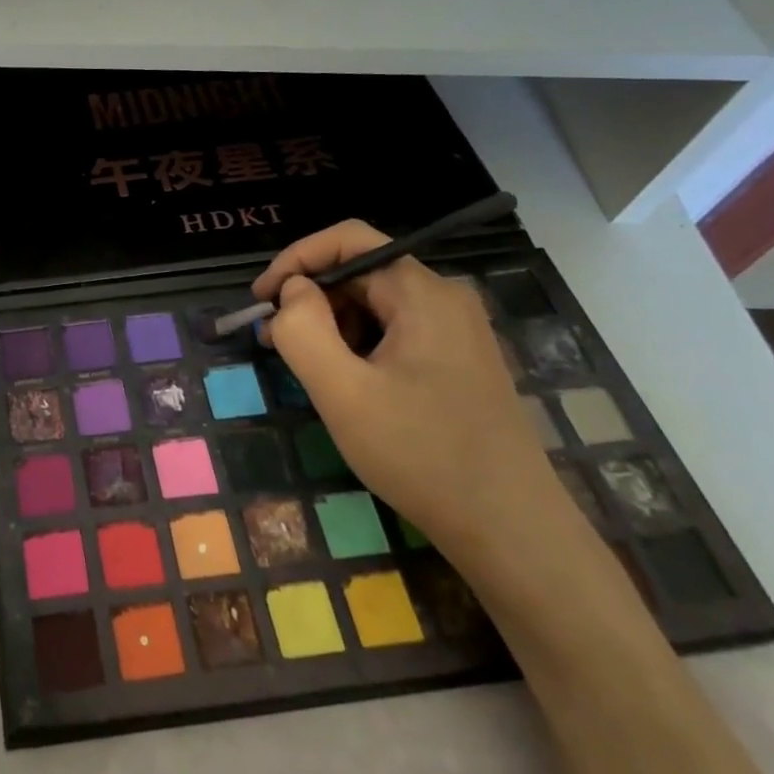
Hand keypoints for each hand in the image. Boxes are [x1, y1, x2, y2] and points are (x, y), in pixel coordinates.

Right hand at [254, 222, 578, 569]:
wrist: (513, 532)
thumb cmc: (422, 455)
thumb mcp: (343, 393)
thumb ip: (303, 330)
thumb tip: (291, 291)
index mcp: (422, 293)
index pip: (347, 240)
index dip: (295, 259)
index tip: (259, 299)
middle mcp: (444, 298)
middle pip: (359, 272)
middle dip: (309, 299)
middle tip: (273, 341)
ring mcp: (456, 330)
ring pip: (374, 304)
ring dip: (331, 325)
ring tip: (306, 368)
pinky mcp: (458, 360)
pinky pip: (394, 331)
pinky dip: (357, 345)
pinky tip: (345, 383)